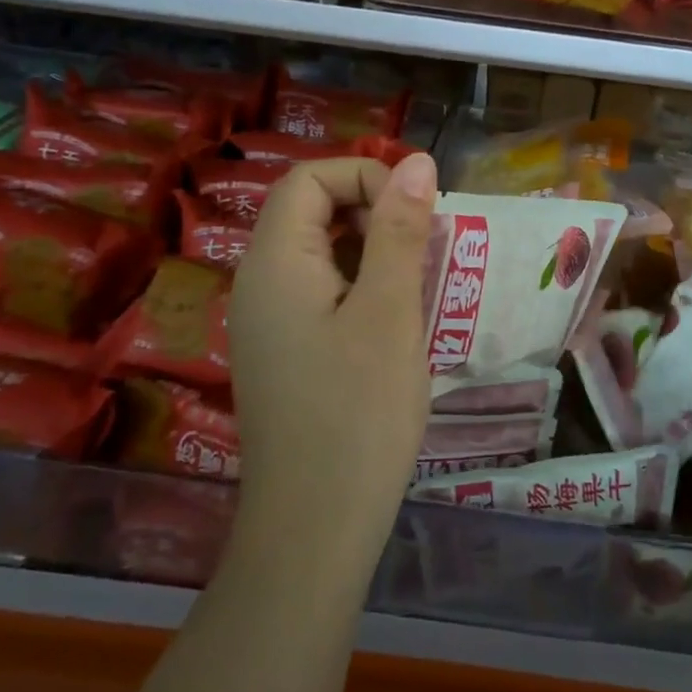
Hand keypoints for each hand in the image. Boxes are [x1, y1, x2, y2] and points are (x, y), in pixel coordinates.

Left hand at [229, 153, 438, 559]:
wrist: (315, 529)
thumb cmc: (358, 413)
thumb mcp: (390, 312)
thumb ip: (400, 232)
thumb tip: (418, 162)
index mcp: (275, 262)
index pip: (310, 178)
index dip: (366, 176)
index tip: (418, 212)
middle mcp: (261, 283)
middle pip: (312, 211)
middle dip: (376, 213)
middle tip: (430, 249)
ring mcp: (270, 322)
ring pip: (323, 254)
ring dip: (377, 253)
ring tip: (426, 284)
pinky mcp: (288, 353)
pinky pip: (324, 294)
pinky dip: (365, 288)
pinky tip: (402, 322)